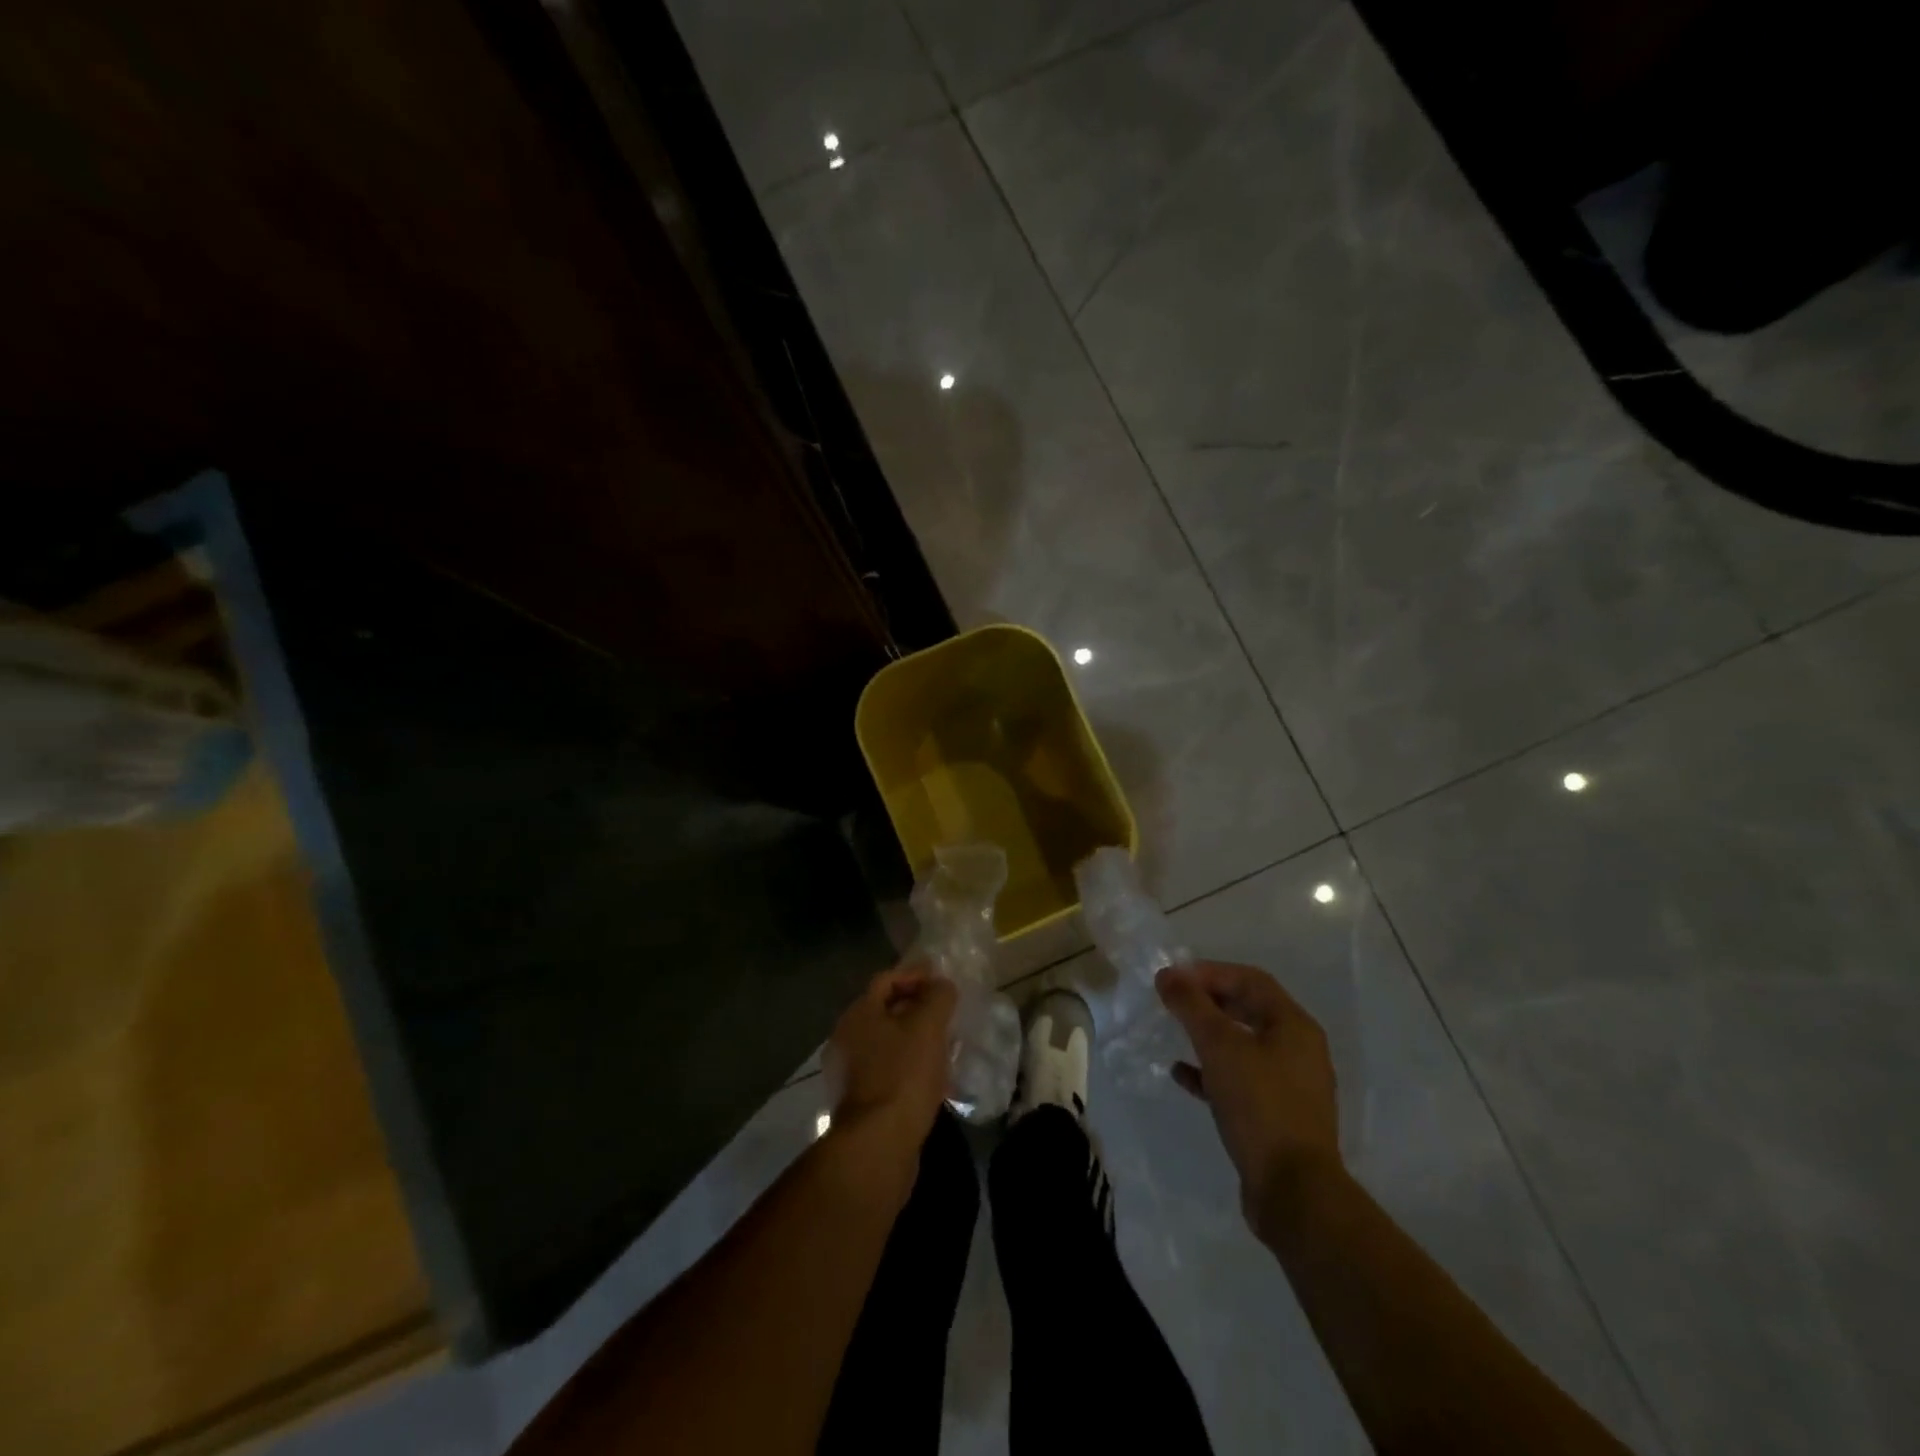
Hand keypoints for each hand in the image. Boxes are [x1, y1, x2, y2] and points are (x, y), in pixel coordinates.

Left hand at [825, 966, 956, 1159]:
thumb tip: (941, 985)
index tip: (943, 982)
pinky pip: (887, 1072)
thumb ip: (937, 997)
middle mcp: (846, 1038)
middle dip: (916, 1009)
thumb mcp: (928, 1026)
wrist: (878, 1145)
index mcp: (858, 1014)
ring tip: (944, 1047)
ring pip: (887, 1044)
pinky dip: (908, 1068)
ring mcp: (848, 1073)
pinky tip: (931, 1080)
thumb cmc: (903, 1075)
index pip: (887, 980)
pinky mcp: (858, 1102)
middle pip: (885, 1012)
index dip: (916, 975)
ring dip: (914, 1041)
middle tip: (946, 1014)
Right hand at [1156, 960, 1341, 1231]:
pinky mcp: (1277, 1115)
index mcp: (1293, 1025)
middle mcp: (1298, 1049)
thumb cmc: (1259, 1105)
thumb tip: (1168, 974)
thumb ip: (1191, 1005)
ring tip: (1174, 1032)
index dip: (1210, 972)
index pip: (1250, 980)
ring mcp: (1290, 1084)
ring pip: (1244, 1045)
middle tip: (1172, 1001)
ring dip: (1208, 1035)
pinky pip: (1240, 1079)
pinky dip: (1211, 1071)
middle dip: (1208, 1001)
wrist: (1294, 1191)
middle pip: (1249, 1009)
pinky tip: (1182, 1075)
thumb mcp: (1219, 1046)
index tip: (1173, 978)